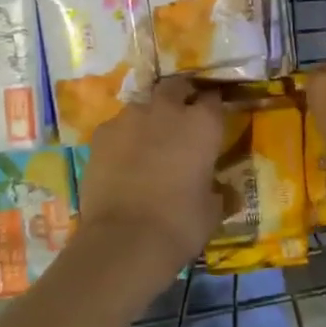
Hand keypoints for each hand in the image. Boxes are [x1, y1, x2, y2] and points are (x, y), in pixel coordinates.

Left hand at [76, 78, 226, 286]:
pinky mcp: (101, 133)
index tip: (212, 117)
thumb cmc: (180, 224)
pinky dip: (123, 137)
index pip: (213, 98)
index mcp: (202, 124)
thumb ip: (217, 191)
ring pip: (143, 105)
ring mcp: (130, 117)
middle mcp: (167, 109)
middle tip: (181, 118)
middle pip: (176, 87)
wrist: (125, 239)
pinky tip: (122, 158)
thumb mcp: (211, 210)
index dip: (213, 106)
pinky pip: (117, 127)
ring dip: (149, 117)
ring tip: (148, 141)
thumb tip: (224, 191)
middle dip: (180, 96)